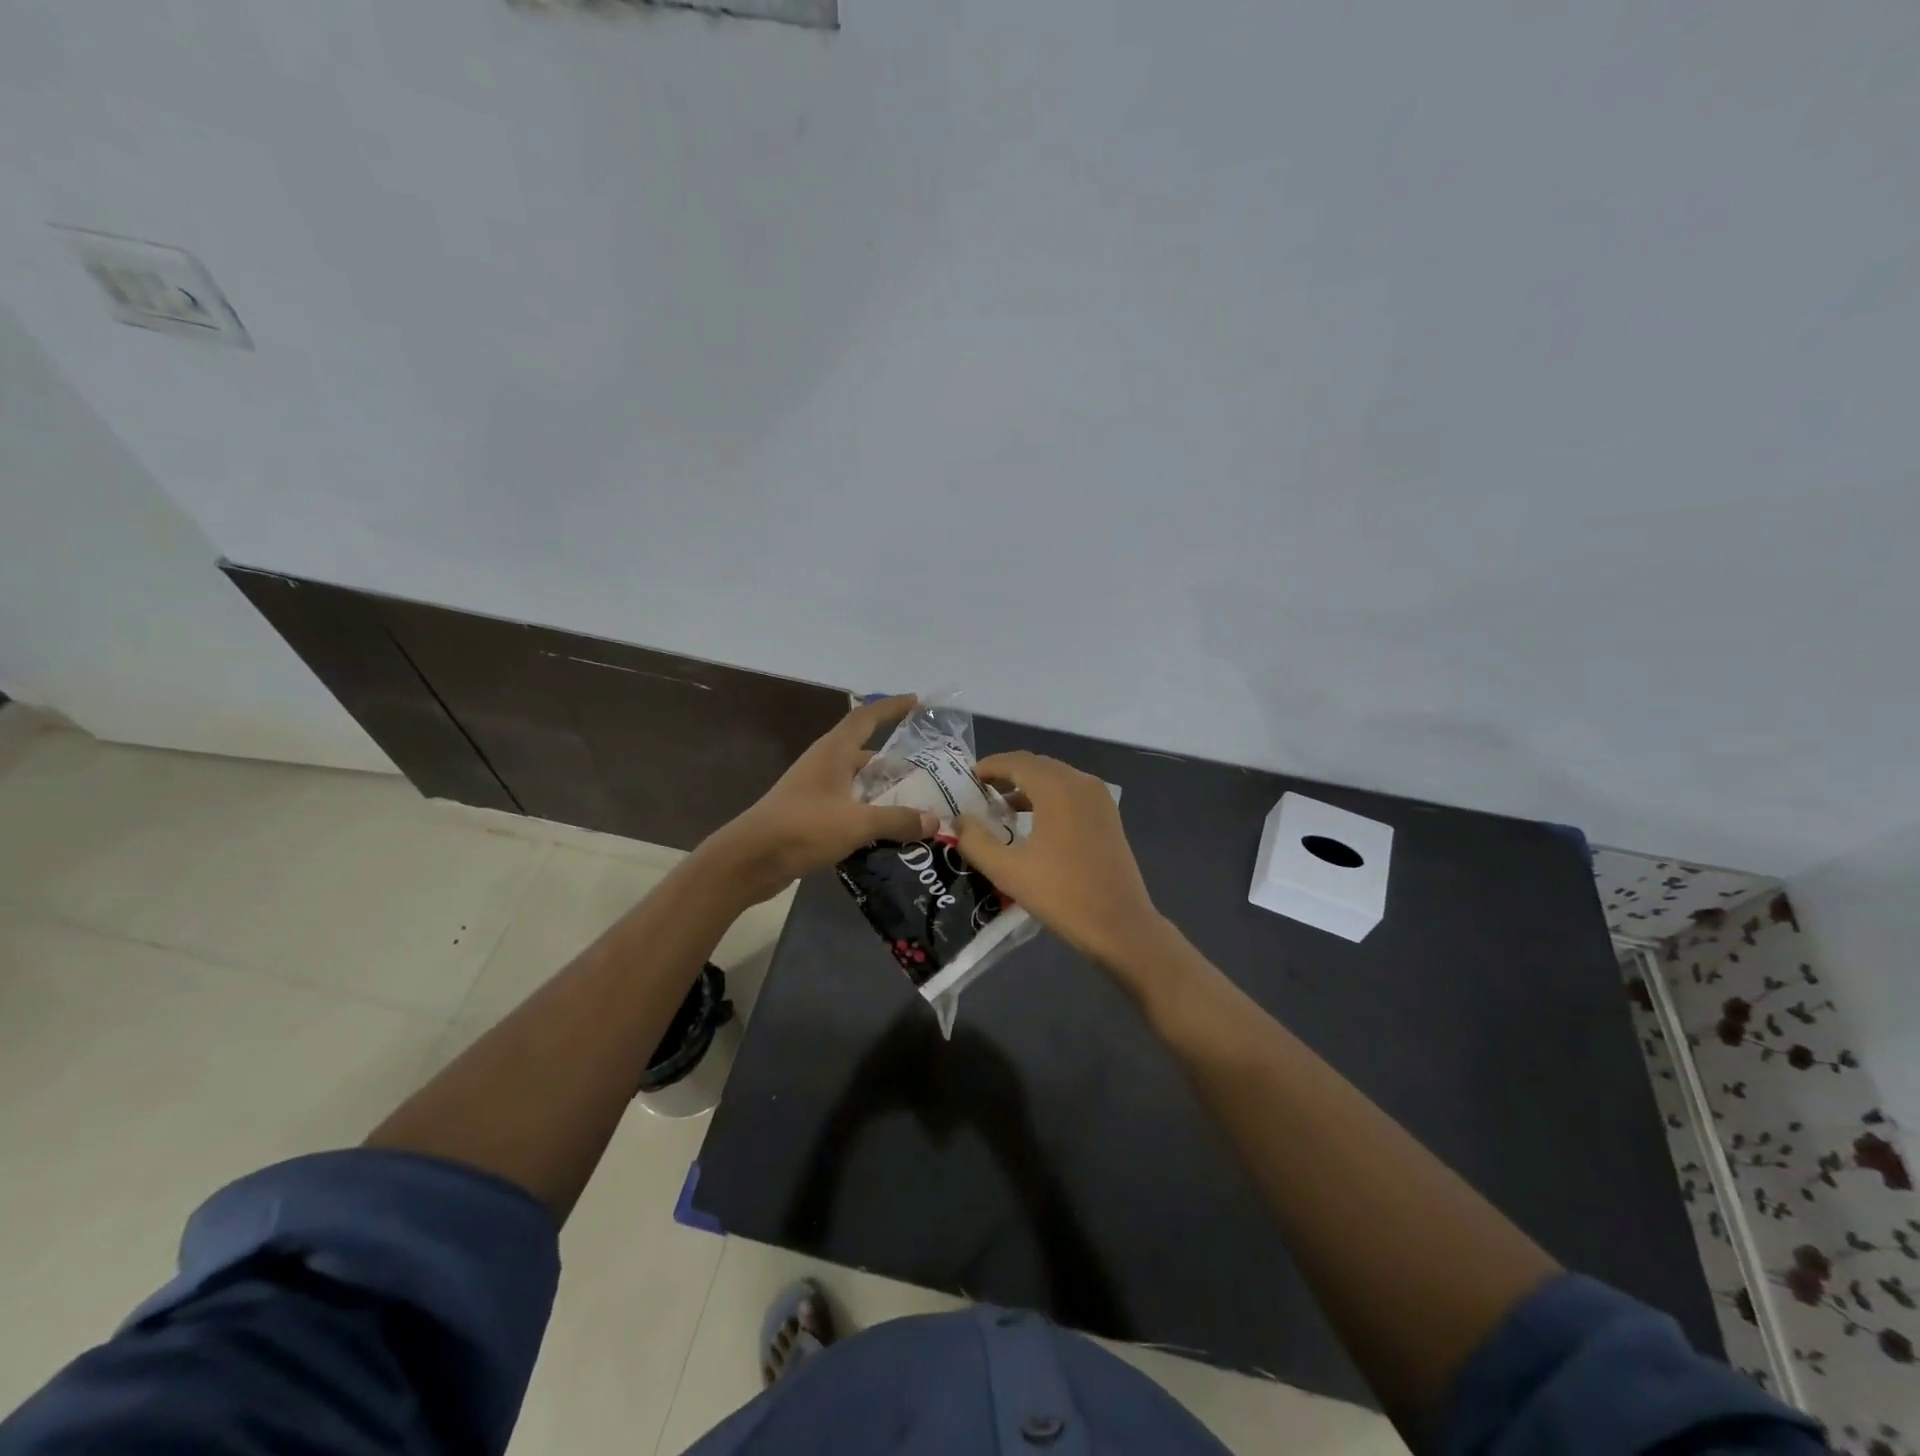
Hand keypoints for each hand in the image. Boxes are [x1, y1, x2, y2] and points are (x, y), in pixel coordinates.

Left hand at [703, 695, 939, 902]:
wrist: (750, 860)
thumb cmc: (803, 828)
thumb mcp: (857, 823)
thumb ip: (897, 820)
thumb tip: (933, 820)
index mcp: (834, 752)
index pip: (866, 718)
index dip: (891, 707)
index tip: (917, 702)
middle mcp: (824, 764)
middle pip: (865, 753)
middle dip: (895, 760)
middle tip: (929, 770)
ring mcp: (815, 790)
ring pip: (858, 783)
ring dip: (883, 790)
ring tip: (917, 802)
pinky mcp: (810, 815)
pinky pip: (849, 805)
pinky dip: (869, 812)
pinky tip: (889, 830)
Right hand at [955, 750, 1167, 971]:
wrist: (1120, 926)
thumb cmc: (1062, 895)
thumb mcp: (1008, 871)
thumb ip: (975, 841)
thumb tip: (959, 820)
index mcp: (1057, 788)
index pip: (1016, 762)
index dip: (989, 766)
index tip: (966, 779)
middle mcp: (1081, 783)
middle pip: (1037, 766)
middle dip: (1007, 774)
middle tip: (979, 793)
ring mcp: (1099, 798)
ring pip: (1055, 778)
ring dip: (1028, 786)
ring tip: (1000, 809)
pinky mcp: (1108, 816)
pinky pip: (1071, 793)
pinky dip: (1048, 797)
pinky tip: (1032, 822)